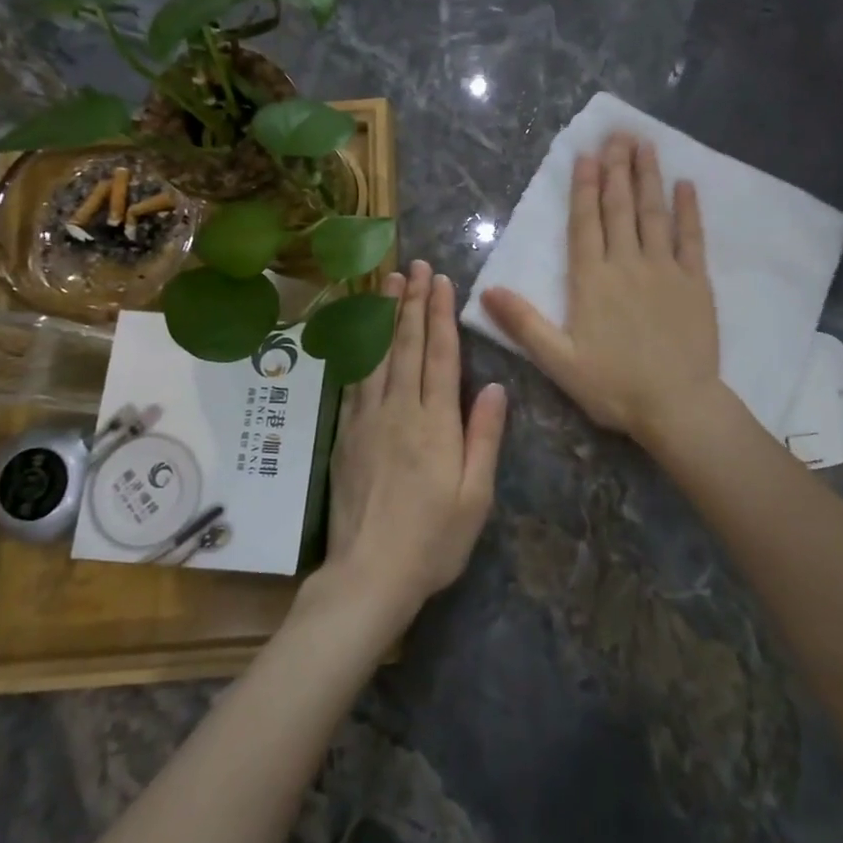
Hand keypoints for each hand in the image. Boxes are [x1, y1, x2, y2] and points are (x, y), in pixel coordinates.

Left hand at [324, 260, 507, 620]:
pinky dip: (359, 350)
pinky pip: (353, 382)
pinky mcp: (346, 436)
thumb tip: (496, 386)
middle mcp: (399, 411)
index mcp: (435, 424)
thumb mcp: (476, 495)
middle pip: (406, 346)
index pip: (439, 356)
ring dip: (383, 316)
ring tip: (387, 282)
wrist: (369, 575)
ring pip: (376, 356)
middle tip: (414, 266)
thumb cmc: (433, 540)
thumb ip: (484, 437)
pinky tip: (360, 334)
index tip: (441, 281)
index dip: (441, 315)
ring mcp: (367, 421)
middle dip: (412, 302)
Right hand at [481, 134, 721, 449]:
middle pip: (619, 207)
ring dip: (648, 177)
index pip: (585, 223)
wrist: (676, 404)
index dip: (584, 187)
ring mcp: (665, 269)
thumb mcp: (559, 361)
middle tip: (617, 134)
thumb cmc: (614, 386)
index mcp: (592, 280)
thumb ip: (524, 324)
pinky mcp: (695, 282)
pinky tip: (686, 185)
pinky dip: (689, 210)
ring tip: (645, 144)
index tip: (587, 154)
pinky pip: (692, 238)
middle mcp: (627, 263)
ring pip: (654, 213)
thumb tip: (485, 291)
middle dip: (616, 168)